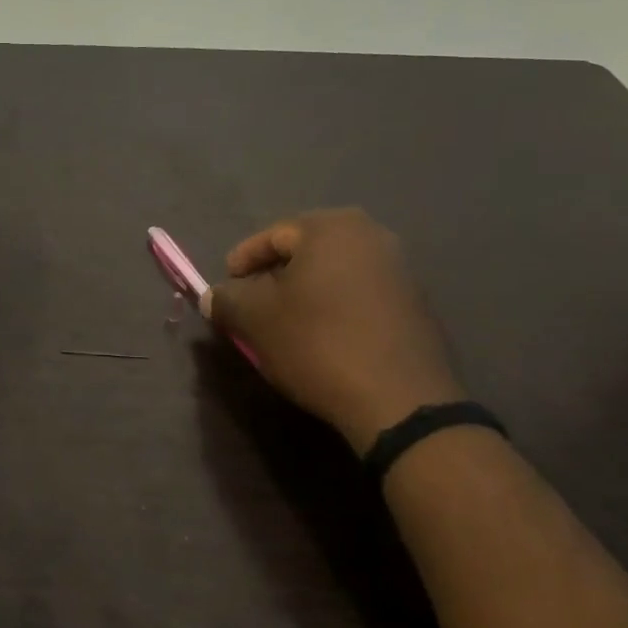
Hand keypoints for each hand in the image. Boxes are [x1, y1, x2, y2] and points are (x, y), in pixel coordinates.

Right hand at [206, 210, 466, 453]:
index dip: (243, 260)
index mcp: (332, 228)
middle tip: (253, 304)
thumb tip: (211, 296)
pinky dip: (335, 308)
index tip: (227, 286)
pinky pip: (360, 295)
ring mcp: (400, 270)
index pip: (273, 235)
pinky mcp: (416, 305)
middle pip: (306, 251)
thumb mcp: (255, 320)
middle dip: (275, 276)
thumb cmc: (317, 343)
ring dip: (305, 293)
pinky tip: (322, 337)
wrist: (400, 400)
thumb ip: (227, 299)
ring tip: (284, 323)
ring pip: (334, 273)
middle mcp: (372, 236)